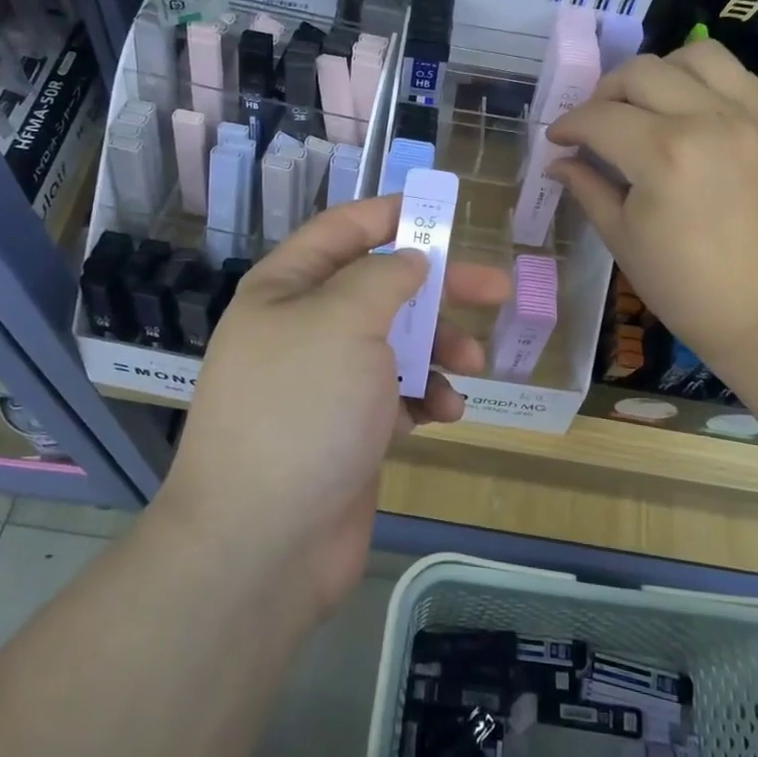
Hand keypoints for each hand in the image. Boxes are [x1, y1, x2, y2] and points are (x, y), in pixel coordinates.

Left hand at [163, 195, 509, 619]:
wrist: (261, 543)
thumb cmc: (302, 409)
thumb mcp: (344, 321)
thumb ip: (384, 277)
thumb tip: (408, 261)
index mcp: (286, 289)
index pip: (342, 231)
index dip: (392, 215)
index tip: (446, 214)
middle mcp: (303, 329)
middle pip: (382, 288)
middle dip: (439, 287)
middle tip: (496, 290)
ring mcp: (326, 383)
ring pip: (397, 344)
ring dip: (439, 349)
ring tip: (473, 366)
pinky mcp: (348, 430)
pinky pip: (397, 396)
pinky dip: (425, 397)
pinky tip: (445, 414)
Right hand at [548, 41, 757, 371]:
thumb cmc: (683, 285)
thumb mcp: (621, 237)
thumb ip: (587, 186)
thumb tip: (558, 160)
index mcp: (663, 155)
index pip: (599, 117)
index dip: (569, 125)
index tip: (558, 139)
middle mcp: (707, 120)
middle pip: (640, 72)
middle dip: (605, 93)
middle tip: (596, 123)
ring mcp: (748, 117)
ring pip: (695, 55)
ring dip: (659, 72)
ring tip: (648, 104)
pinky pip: (737, 74)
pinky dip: (705, 80)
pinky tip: (690, 108)